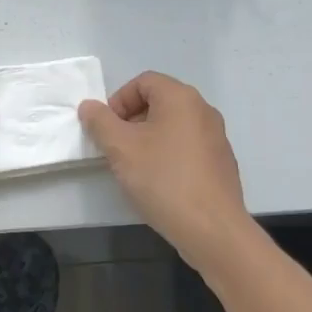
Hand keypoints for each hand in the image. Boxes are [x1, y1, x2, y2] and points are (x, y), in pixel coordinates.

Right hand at [78, 72, 253, 265]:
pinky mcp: (221, 163)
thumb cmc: (162, 179)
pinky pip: (187, 147)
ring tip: (134, 168)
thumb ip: (100, 121)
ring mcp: (216, 138)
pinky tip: (159, 183)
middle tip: (116, 148)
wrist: (212, 229)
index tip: (107, 129)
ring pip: (172, 126)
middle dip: (131, 121)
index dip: (119, 100)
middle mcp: (203, 110)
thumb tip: (89, 106)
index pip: (143, 82)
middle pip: (158, 102)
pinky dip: (168, 155)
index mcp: (181, 98)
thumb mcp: (120, 148)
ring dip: (148, 139)